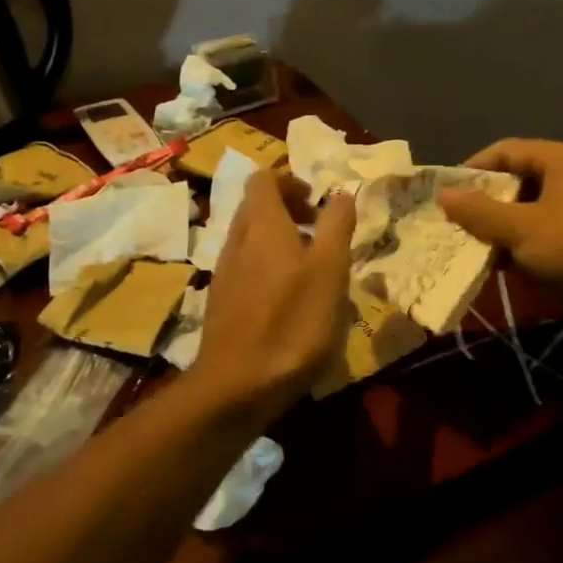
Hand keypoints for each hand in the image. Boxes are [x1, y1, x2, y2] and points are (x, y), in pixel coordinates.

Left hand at [191, 170, 355, 418]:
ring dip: (277, 238)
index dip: (289, 180)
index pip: (263, 179)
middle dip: (285, 207)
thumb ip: (336, 225)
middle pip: (255, 206)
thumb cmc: (292, 321)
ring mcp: (224, 272)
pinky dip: (265, 265)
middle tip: (317, 227)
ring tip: (308, 265)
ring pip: (249, 237)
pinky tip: (287, 298)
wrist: (237, 384)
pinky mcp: (221, 301)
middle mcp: (237, 239)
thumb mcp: (330, 269)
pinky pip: (244, 265)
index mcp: (262, 224)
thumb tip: (341, 193)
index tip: (316, 200)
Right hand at [439, 139, 562, 304]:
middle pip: (519, 180)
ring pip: (531, 209)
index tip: (448, 192)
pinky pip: (546, 232)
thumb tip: (443, 196)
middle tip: (457, 221)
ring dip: (502, 227)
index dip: (474, 168)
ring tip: (473, 246)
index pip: (507, 150)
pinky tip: (502, 265)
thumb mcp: (520, 228)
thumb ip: (479, 211)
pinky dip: (523, 245)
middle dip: (486, 202)